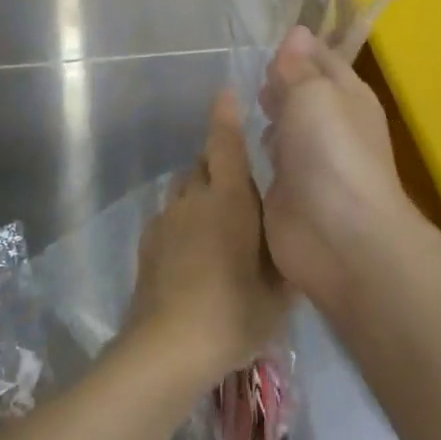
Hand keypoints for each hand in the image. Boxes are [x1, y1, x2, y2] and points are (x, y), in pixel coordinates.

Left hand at [124, 92, 290, 380]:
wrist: (169, 346)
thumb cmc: (235, 311)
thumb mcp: (280, 290)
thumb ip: (287, 253)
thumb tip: (293, 231)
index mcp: (229, 199)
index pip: (225, 143)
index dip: (225, 116)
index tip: (226, 93)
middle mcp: (194, 198)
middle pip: (202, 163)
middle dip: (219, 162)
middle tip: (241, 183)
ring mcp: (166, 219)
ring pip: (184, 189)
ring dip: (200, 191)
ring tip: (218, 220)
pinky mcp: (147, 243)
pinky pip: (169, 216)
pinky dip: (184, 220)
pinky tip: (194, 251)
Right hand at [259, 26, 420, 306]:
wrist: (339, 235)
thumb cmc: (330, 150)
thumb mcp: (313, 94)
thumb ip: (298, 66)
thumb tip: (297, 32)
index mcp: (347, 95)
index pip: (321, 59)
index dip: (296, 47)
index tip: (263, 36)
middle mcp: (330, 124)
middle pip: (300, 93)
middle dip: (276, 81)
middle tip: (245, 70)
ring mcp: (308, 160)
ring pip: (283, 126)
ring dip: (264, 115)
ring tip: (235, 100)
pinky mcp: (286, 191)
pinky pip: (266, 161)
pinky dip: (253, 149)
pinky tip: (231, 140)